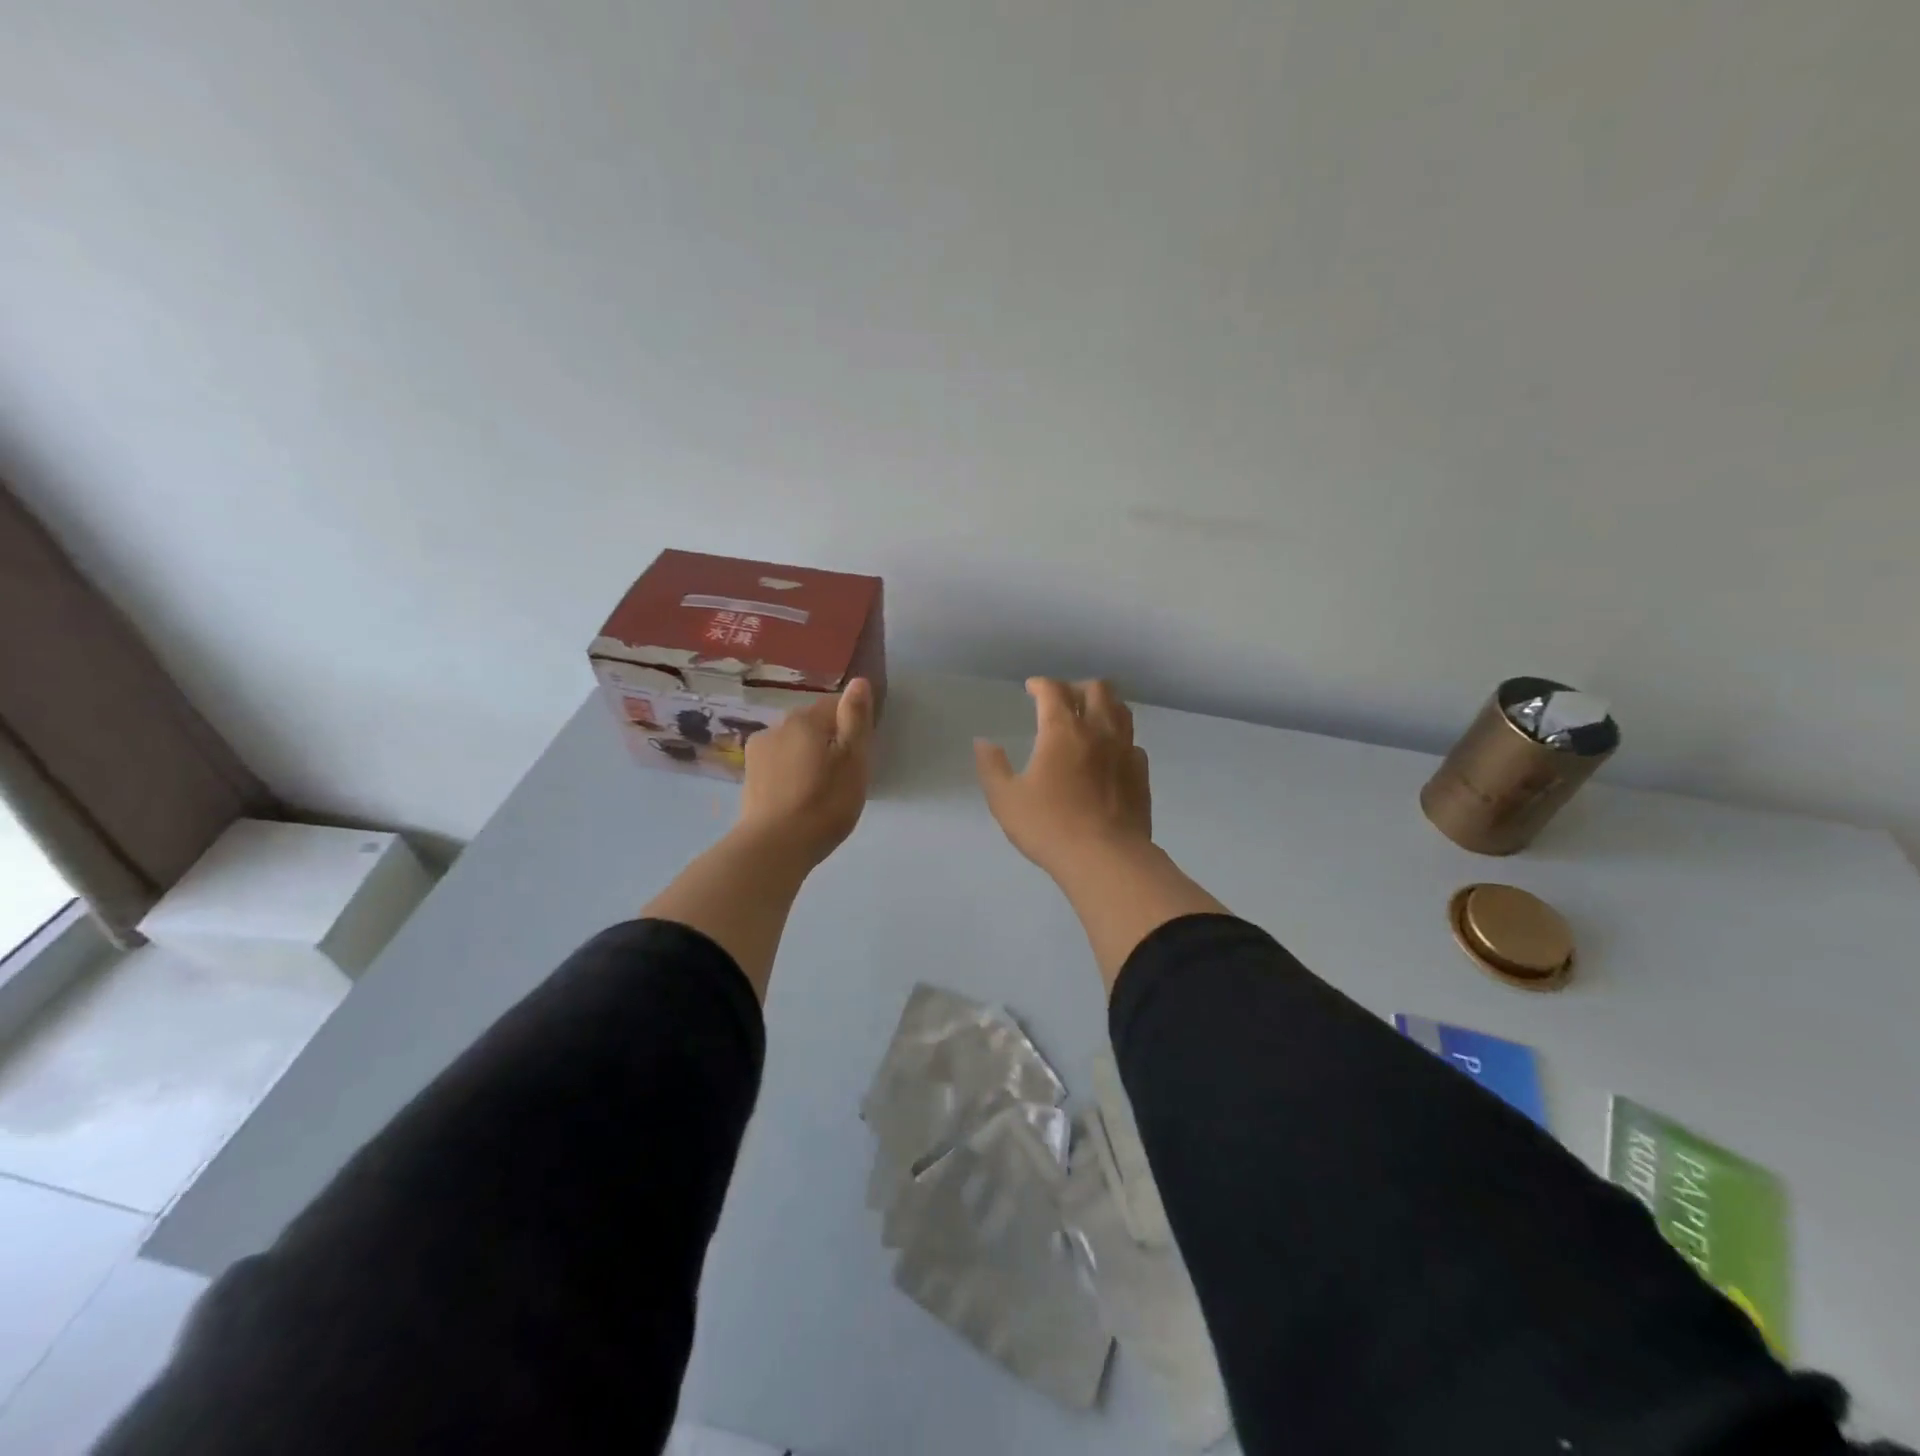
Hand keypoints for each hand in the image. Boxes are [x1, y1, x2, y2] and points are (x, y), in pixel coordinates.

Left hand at [737, 678, 874, 867]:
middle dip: (829, 741)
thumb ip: (856, 719)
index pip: (835, 705)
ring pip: (793, 744)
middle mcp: (777, 727)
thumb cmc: (824, 803)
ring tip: (820, 790)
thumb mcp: (853, 761)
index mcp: (805, 720)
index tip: (860, 754)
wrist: (773, 847)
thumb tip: (858, 681)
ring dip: (807, 757)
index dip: (852, 725)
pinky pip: (779, 764)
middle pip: (812, 725)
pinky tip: (798, 798)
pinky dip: (791, 773)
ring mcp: (758, 752)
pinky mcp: (749, 777)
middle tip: (843, 776)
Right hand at [975, 678, 1151, 880]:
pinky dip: (1119, 738)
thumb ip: (992, 767)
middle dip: (1076, 687)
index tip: (1031, 689)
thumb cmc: (1050, 826)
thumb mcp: (1005, 799)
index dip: (1041, 684)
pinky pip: (1132, 742)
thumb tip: (983, 743)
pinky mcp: (1141, 773)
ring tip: (1089, 716)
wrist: (1106, 858)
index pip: (1054, 691)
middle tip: (1062, 700)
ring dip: (1103, 705)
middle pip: (1096, 689)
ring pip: (1121, 710)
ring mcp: (1125, 750)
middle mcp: (1098, 731)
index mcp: (1062, 731)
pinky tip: (1110, 753)